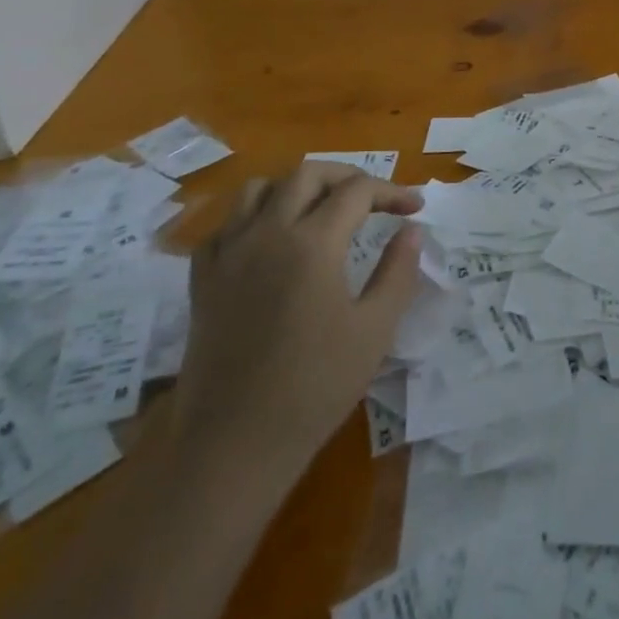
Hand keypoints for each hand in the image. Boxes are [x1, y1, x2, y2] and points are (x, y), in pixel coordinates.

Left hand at [169, 162, 422, 481]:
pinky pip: (226, 225)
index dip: (392, 192)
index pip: (358, 191)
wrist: (234, 445)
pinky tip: (271, 240)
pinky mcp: (203, 279)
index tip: (415, 208)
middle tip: (374, 199)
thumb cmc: (315, 387)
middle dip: (347, 176)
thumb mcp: (375, 328)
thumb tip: (412, 230)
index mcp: (313, 243)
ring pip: (260, 188)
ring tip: (321, 208)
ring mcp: (228, 254)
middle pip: (308, 174)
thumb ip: (398, 270)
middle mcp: (266, 233)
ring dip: (297, 187)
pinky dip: (253, 217)